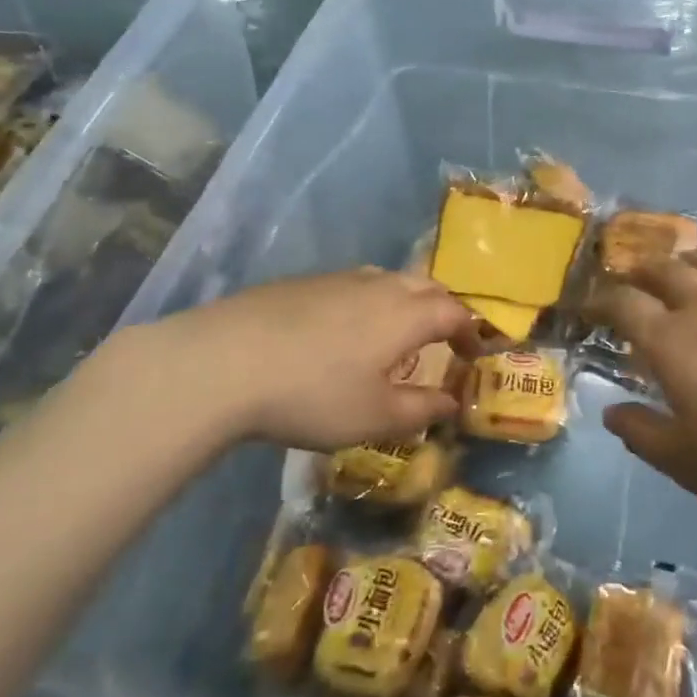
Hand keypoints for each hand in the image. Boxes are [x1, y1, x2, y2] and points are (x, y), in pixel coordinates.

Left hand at [87, 268, 480, 464]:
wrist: (223, 362)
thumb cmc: (313, 394)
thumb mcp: (375, 417)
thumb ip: (421, 409)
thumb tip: (453, 402)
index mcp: (405, 314)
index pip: (454, 311)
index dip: (470, 331)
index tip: (473, 354)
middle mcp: (378, 286)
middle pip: (425, 285)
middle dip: (443, 308)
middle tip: (443, 338)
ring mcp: (337, 280)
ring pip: (387, 280)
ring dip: (405, 301)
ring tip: (395, 334)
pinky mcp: (301, 283)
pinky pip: (353, 285)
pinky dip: (368, 302)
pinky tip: (343, 331)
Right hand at [585, 251, 696, 523]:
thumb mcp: (689, 462)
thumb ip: (643, 434)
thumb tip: (610, 411)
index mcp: (674, 343)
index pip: (625, 305)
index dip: (601, 300)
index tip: (588, 303)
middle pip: (666, 271)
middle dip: (641, 270)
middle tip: (630, 276)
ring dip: (689, 260)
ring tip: (682, 266)